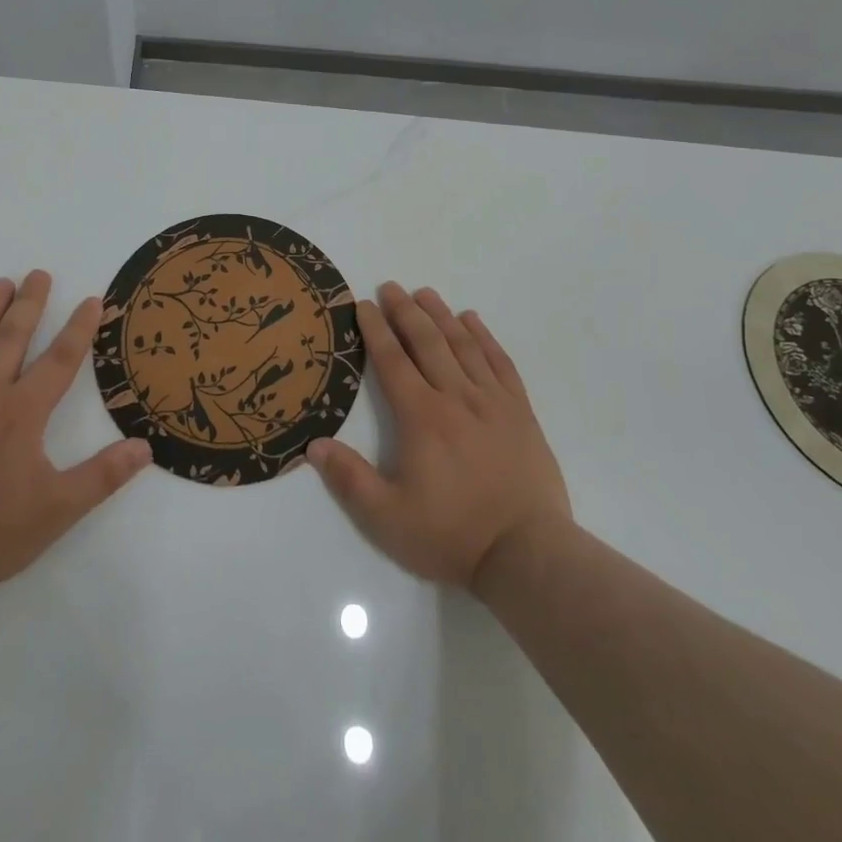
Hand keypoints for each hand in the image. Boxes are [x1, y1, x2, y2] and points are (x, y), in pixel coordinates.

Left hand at [0, 270, 151, 603]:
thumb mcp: (55, 513)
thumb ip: (102, 477)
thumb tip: (145, 447)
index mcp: (20, 414)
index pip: (59, 360)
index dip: (79, 328)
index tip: (92, 300)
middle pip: (12, 337)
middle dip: (30, 303)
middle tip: (39, 274)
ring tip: (3, 282)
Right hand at [307, 282, 569, 590]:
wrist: (527, 554)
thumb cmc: (452, 535)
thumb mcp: (387, 518)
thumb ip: (349, 479)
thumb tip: (313, 445)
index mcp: (421, 416)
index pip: (392, 360)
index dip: (375, 329)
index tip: (363, 304)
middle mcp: (455, 397)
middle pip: (427, 341)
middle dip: (405, 311)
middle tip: (391, 287)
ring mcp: (492, 401)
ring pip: (463, 345)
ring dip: (442, 315)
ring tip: (425, 293)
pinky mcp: (520, 412)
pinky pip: (500, 362)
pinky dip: (485, 337)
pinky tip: (474, 321)